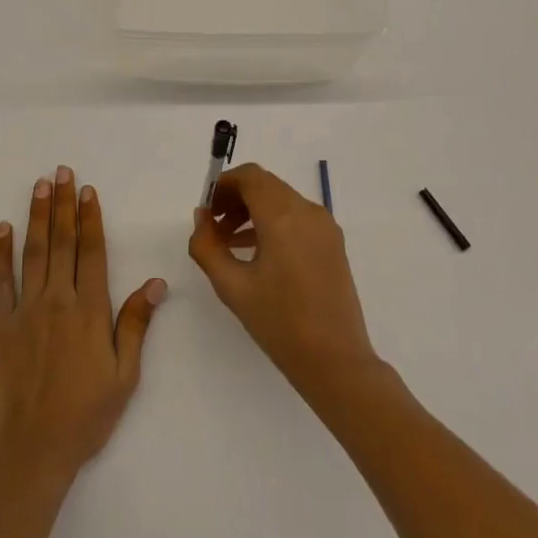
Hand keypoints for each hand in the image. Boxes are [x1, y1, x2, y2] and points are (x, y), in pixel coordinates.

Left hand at [0, 166, 166, 483]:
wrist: (31, 451)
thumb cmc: (86, 415)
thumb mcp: (124, 374)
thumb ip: (136, 324)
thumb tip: (157, 282)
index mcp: (90, 310)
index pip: (91, 251)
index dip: (90, 218)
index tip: (88, 190)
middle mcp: (57, 300)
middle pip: (62, 242)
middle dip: (63, 204)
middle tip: (62, 172)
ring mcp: (24, 311)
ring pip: (33, 252)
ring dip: (37, 216)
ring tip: (39, 186)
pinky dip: (1, 253)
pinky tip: (3, 229)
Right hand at [187, 163, 379, 400]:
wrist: (336, 361)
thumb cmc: (279, 323)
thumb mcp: (232, 286)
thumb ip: (207, 246)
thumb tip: (202, 217)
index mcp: (283, 216)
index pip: (250, 176)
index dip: (224, 185)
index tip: (206, 209)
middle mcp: (308, 211)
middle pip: (265, 185)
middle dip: (236, 199)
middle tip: (212, 226)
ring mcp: (324, 226)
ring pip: (281, 200)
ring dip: (252, 211)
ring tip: (228, 242)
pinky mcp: (332, 243)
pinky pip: (297, 218)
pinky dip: (272, 223)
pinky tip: (255, 252)